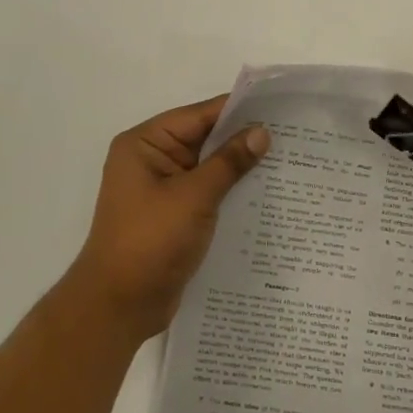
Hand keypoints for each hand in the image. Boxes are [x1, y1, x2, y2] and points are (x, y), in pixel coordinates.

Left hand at [68, 97, 269, 339]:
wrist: (119, 304)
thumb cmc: (150, 241)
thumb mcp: (194, 197)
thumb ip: (229, 162)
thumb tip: (261, 132)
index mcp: (145, 144)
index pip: (198, 116)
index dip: (237, 110)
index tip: (278, 107)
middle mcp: (151, 160)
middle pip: (204, 139)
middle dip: (243, 139)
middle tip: (292, 135)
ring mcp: (162, 190)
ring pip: (208, 168)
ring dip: (240, 168)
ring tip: (288, 162)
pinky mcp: (173, 216)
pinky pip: (207, 193)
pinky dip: (230, 192)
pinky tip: (265, 194)